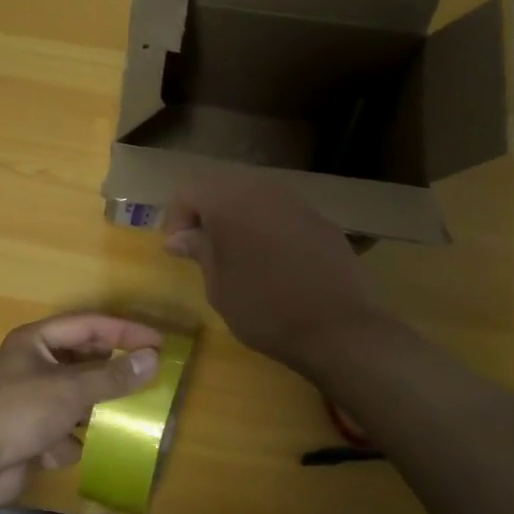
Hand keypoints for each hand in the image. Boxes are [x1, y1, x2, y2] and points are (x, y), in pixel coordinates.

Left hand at [0, 314, 162, 507]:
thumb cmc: (20, 412)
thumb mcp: (71, 389)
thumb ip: (113, 376)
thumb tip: (153, 359)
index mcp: (36, 341)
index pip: (89, 325)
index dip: (124, 330)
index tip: (157, 341)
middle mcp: (34, 364)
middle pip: (84, 360)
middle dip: (111, 372)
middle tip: (148, 375)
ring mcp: (32, 400)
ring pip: (77, 397)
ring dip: (94, 408)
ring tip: (125, 414)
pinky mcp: (32, 432)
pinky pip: (64, 429)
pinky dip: (69, 440)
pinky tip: (65, 449)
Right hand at [161, 172, 387, 373]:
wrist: (337, 327)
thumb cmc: (264, 309)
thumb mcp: (218, 287)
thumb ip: (199, 251)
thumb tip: (180, 237)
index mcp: (229, 201)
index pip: (189, 191)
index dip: (176, 218)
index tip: (178, 251)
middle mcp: (263, 189)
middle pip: (222, 186)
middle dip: (207, 212)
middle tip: (203, 248)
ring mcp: (296, 201)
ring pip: (255, 195)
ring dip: (239, 217)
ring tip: (238, 253)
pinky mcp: (321, 219)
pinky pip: (283, 212)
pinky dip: (269, 226)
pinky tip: (274, 260)